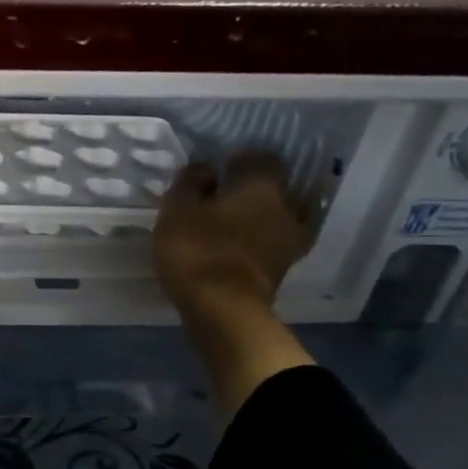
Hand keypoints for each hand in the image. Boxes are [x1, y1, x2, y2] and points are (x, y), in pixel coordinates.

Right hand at [154, 153, 312, 315]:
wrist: (224, 311)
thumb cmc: (199, 250)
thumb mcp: (177, 210)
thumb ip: (190, 183)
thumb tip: (206, 169)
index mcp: (264, 185)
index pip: (262, 157)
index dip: (240, 159)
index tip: (218, 168)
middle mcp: (287, 207)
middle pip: (273, 188)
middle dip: (251, 188)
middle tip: (221, 194)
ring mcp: (290, 241)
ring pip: (276, 216)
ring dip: (256, 216)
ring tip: (228, 221)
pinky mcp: (282, 269)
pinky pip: (271, 242)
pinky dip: (256, 240)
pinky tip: (235, 244)